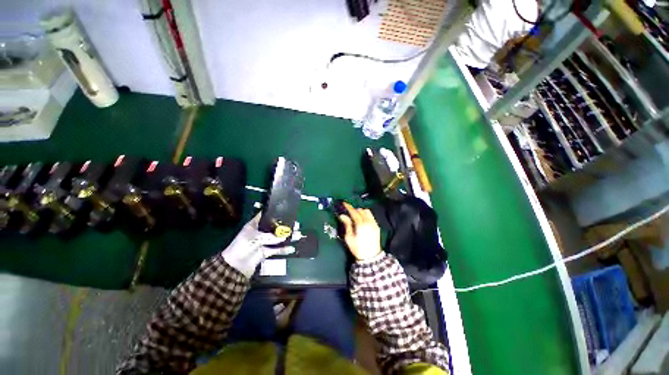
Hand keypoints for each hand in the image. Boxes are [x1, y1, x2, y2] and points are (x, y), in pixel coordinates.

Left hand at [222, 213, 294, 277]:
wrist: (234, 267)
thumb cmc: (242, 246)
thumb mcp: (256, 238)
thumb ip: (272, 237)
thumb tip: (286, 236)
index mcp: (253, 225)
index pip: (264, 216)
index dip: (273, 213)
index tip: (285, 211)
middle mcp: (258, 232)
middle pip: (273, 227)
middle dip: (284, 226)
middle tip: (295, 224)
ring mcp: (262, 243)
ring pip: (276, 238)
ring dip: (286, 237)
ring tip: (297, 235)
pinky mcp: (264, 252)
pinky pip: (276, 249)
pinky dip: (283, 249)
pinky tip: (291, 248)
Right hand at [337, 202, 382, 260]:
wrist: (371, 257)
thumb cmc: (357, 248)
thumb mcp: (349, 238)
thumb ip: (347, 225)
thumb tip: (342, 215)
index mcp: (361, 225)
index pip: (354, 212)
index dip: (349, 207)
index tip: (344, 203)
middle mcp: (368, 222)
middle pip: (360, 211)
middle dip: (354, 209)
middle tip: (348, 211)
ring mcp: (374, 223)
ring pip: (367, 211)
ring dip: (360, 211)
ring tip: (355, 215)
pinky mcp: (377, 226)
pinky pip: (371, 216)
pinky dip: (366, 214)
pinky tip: (362, 218)